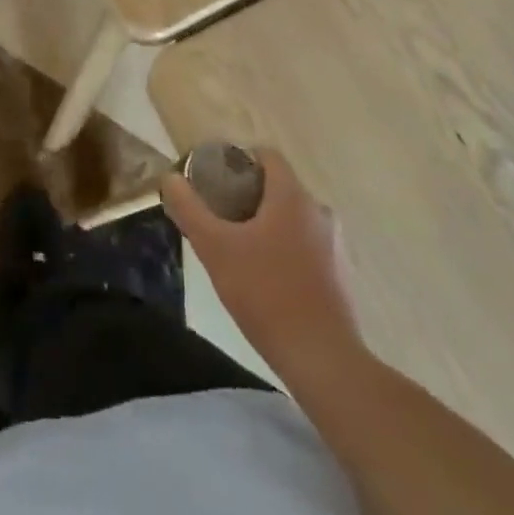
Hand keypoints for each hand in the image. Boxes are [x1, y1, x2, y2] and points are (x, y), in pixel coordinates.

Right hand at [161, 148, 360, 374]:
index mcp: (292, 196)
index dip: (239, 160)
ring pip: (294, 219)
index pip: (267, 155)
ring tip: (241, 250)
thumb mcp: (215, 248)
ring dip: (269, 226)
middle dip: (249, 197)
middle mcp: (319, 211)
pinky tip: (268, 280)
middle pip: (279, 188)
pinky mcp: (342, 275)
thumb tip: (171, 178)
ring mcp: (336, 244)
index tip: (216, 180)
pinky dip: (287, 251)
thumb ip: (190, 210)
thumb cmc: (265, 293)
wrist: (322, 359)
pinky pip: (308, 247)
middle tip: (221, 218)